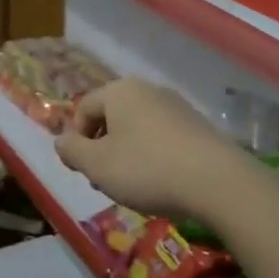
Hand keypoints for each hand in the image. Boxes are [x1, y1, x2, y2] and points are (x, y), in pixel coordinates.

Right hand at [56, 78, 238, 219]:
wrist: (216, 182)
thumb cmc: (146, 169)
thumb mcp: (97, 164)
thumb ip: (72, 150)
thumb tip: (62, 141)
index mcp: (120, 91)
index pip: (83, 108)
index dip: (76, 139)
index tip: (82, 169)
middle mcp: (149, 90)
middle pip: (111, 117)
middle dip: (102, 148)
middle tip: (105, 180)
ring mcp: (177, 107)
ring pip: (137, 129)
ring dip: (126, 155)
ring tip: (133, 186)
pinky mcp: (198, 126)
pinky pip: (162, 138)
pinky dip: (153, 157)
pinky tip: (160, 183)